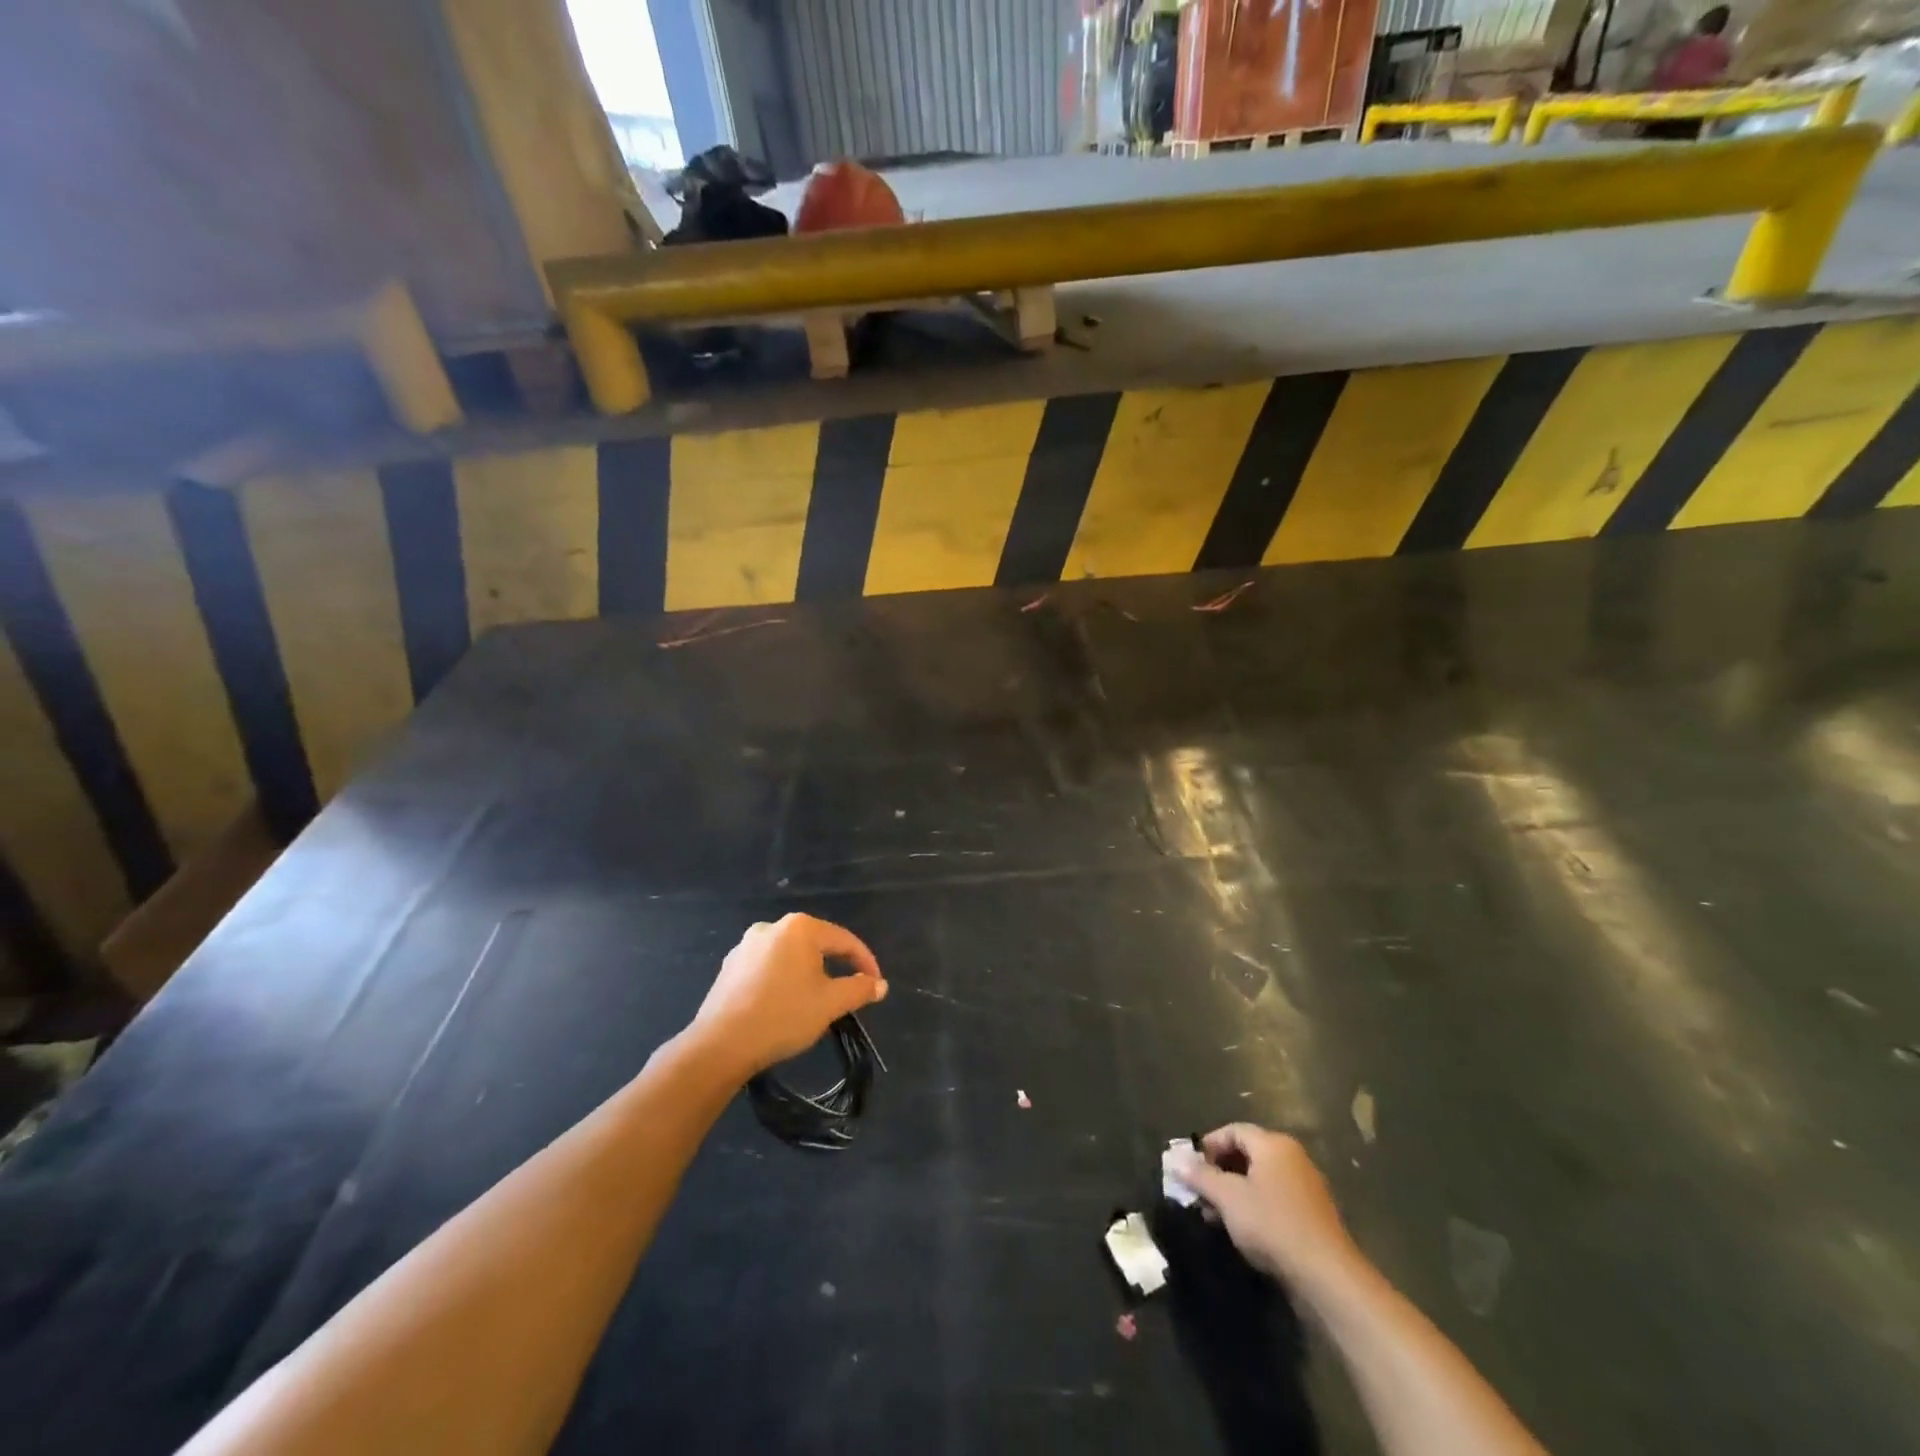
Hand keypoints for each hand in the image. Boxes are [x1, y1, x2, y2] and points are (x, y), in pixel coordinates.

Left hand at [691, 914, 887, 1078]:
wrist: (721, 1045)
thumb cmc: (783, 1016)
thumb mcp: (830, 1004)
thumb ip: (859, 989)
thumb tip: (880, 985)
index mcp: (800, 928)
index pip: (844, 940)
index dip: (865, 962)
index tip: (876, 985)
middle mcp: (772, 927)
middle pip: (816, 944)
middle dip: (835, 966)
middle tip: (848, 992)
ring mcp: (746, 945)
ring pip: (790, 956)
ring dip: (807, 974)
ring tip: (816, 1000)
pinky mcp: (729, 966)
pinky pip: (767, 967)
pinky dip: (782, 980)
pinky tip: (783, 1003)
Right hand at [1168, 1125, 1359, 1295]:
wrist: (1327, 1277)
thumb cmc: (1272, 1225)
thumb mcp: (1228, 1198)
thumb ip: (1200, 1176)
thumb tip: (1176, 1159)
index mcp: (1274, 1144)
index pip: (1233, 1130)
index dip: (1209, 1145)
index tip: (1191, 1167)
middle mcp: (1293, 1158)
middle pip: (1247, 1153)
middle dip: (1219, 1171)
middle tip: (1199, 1192)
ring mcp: (1306, 1187)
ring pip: (1260, 1179)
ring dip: (1234, 1192)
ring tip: (1215, 1215)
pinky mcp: (1313, 1216)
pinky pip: (1276, 1199)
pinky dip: (1255, 1207)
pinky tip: (1242, 1230)